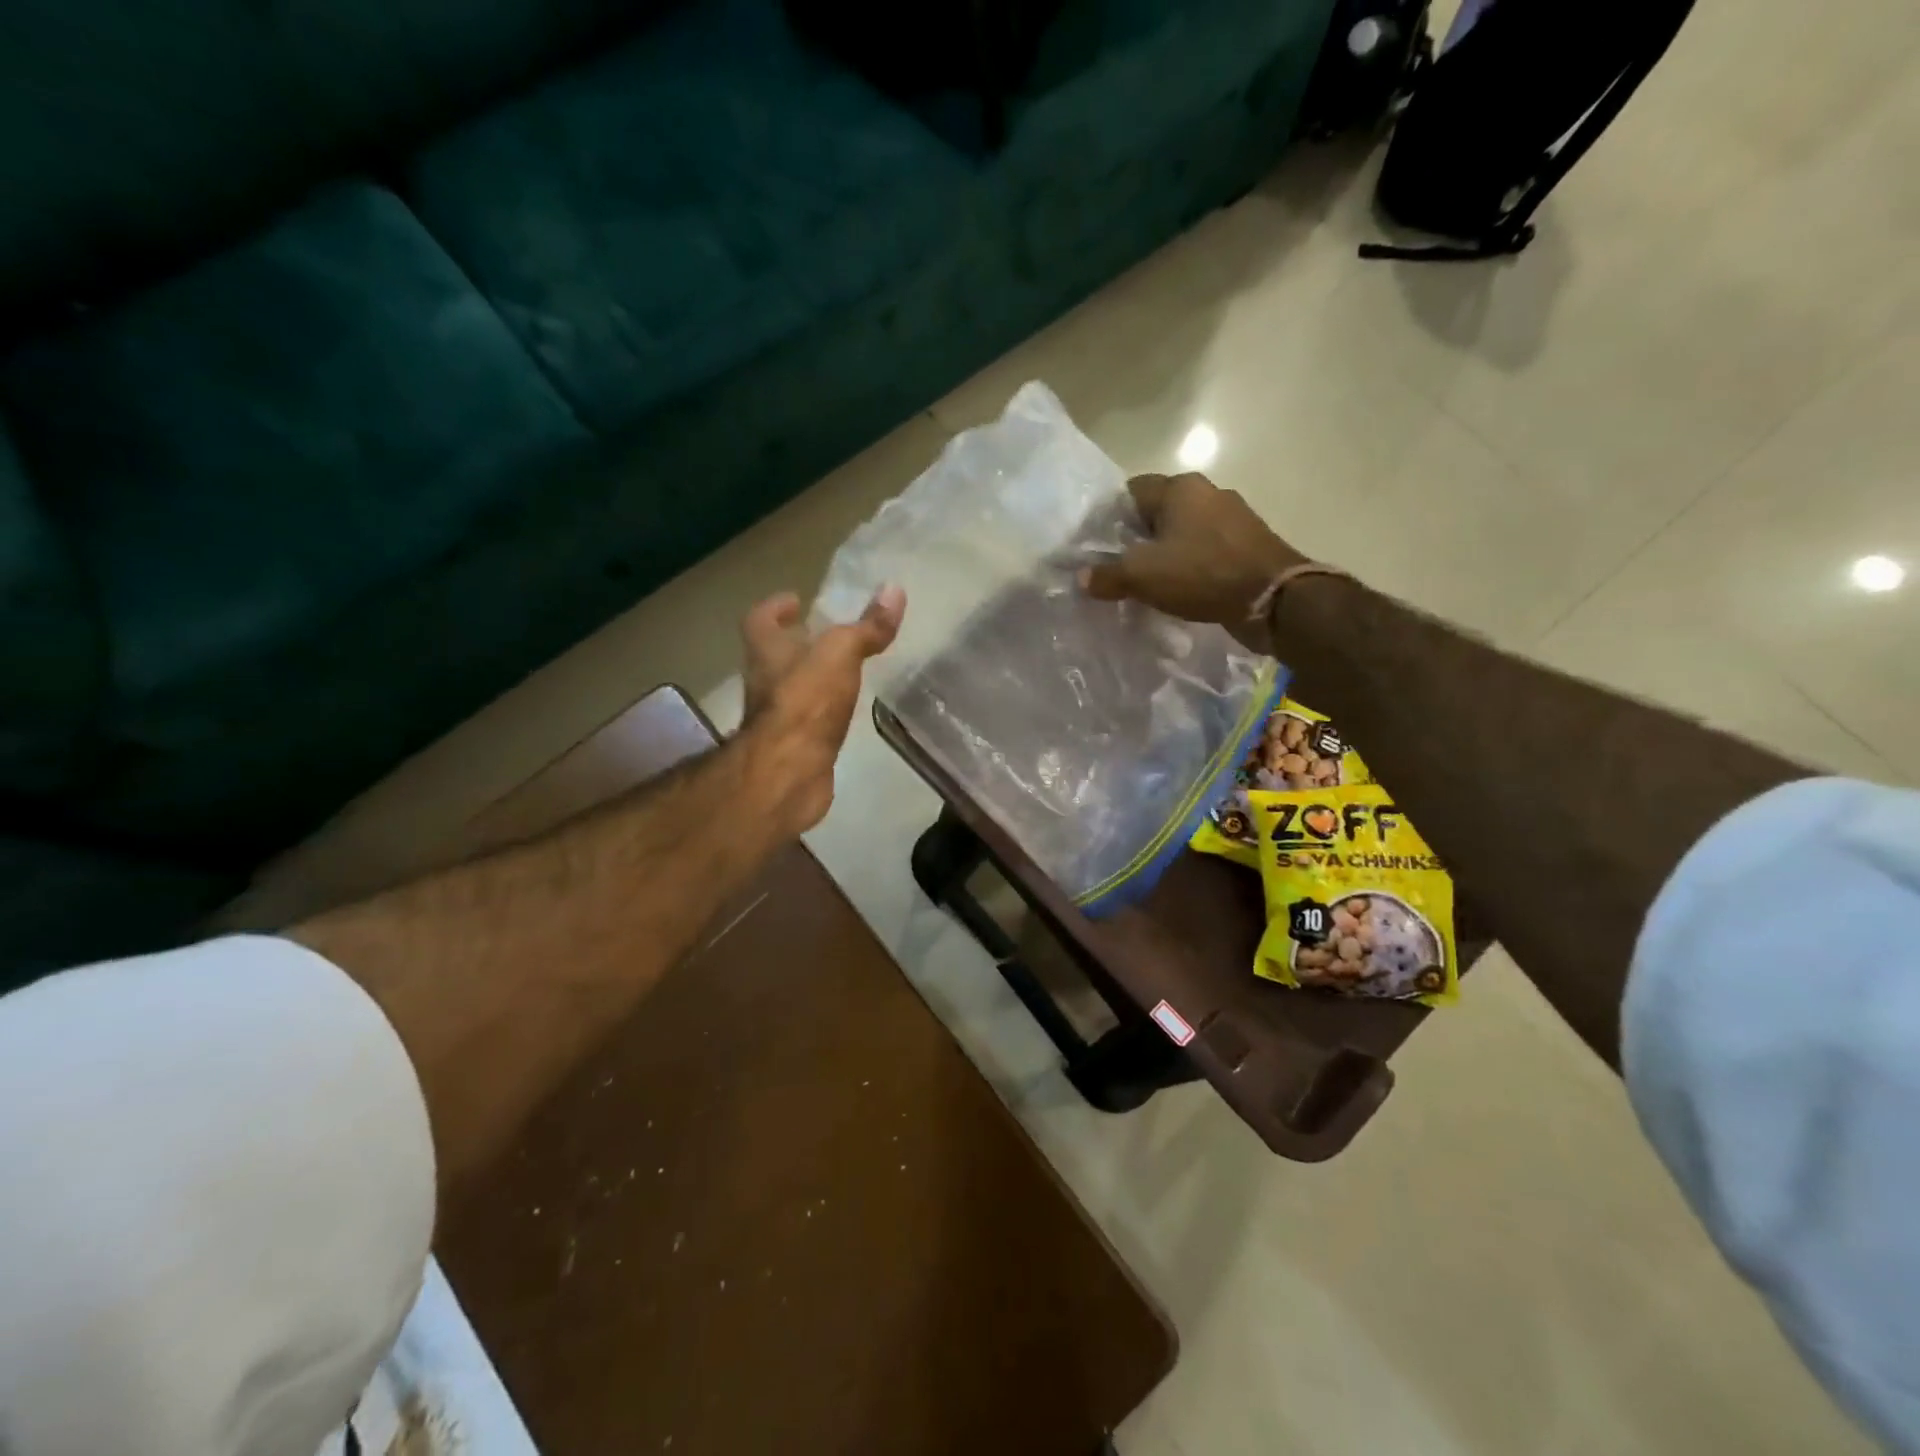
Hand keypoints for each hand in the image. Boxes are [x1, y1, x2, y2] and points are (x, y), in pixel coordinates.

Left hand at [739, 584, 905, 833]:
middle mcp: (765, 681)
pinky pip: (808, 719)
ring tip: (843, 670)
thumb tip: (894, 589)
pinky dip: (823, 711)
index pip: (760, 619)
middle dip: (798, 643)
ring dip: (811, 678)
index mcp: (767, 651)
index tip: (796, 600)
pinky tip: (845, 711)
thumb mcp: (841, 653)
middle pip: (775, 654)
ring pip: (792, 688)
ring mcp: (776, 717)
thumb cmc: (807, 702)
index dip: (775, 607)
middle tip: (827, 635)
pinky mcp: (794, 746)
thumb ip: (866, 627)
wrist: (789, 772)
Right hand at [1080, 472, 1307, 652]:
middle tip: (1120, 568)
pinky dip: (1192, 565)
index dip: (1111, 518)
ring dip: (1167, 553)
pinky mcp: (1248, 543)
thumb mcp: (1142, 577)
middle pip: (1159, 512)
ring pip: (1185, 531)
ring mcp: (1233, 517)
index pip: (1132, 491)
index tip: (1099, 547)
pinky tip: (1183, 588)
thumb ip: (1107, 575)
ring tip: (1150, 582)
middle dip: (1138, 538)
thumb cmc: (1202, 574)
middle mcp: (1208, 492)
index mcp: (1180, 488)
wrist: (1273, 599)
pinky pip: (1207, 549)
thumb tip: (1082, 578)